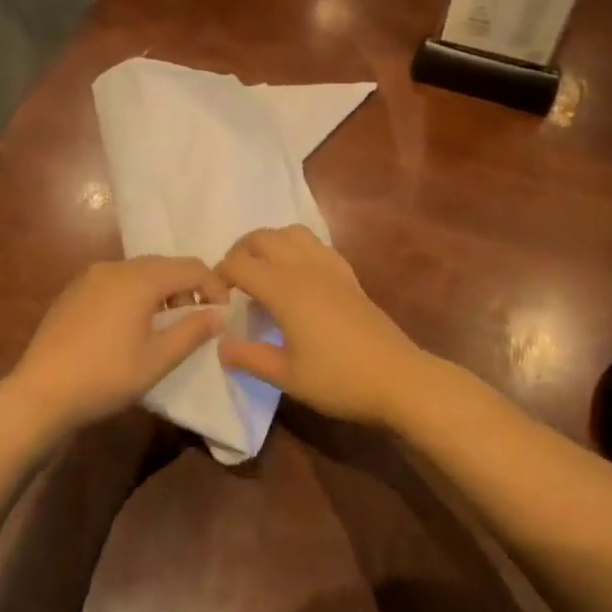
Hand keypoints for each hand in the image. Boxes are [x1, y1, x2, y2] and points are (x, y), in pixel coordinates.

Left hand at [4, 256, 227, 437]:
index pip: (191, 268)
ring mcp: (91, 276)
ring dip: (161, 289)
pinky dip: (134, 293)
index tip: (223, 313)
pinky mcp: (74, 290)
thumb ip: (192, 331)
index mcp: (140, 279)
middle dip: (188, 286)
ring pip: (139, 272)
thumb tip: (218, 314)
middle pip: (164, 265)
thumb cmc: (105, 376)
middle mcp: (116, 267)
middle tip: (198, 317)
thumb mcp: (157, 360)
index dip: (214, 286)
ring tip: (166, 322)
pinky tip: (129, 324)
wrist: (39, 392)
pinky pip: (116, 281)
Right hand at [216, 225, 427, 426]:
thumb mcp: (287, 377)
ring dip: (270, 242)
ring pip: (291, 232)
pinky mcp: (347, 274)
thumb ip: (250, 357)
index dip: (220, 274)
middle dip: (240, 251)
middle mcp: (303, 268)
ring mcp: (329, 267)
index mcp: (284, 289)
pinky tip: (298, 274)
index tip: (214, 296)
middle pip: (263, 238)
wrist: (397, 377)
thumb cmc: (338, 379)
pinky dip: (297, 247)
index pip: (240, 264)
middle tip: (233, 279)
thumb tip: (220, 345)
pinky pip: (315, 244)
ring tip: (262, 269)